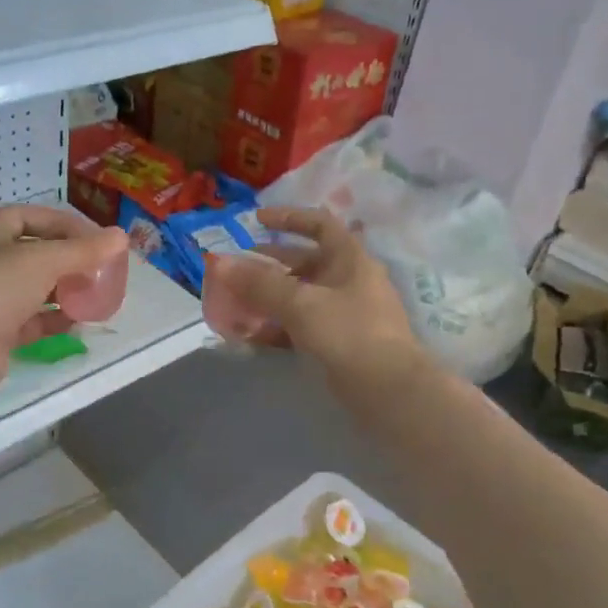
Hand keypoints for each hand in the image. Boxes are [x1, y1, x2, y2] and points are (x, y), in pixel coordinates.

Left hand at [0, 204, 127, 397]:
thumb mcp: (46, 260)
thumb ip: (84, 250)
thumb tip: (122, 236)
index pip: (30, 217)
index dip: (65, 224)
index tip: (97, 238)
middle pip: (33, 254)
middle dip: (67, 260)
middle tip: (100, 268)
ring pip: (32, 289)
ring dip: (63, 291)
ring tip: (94, 294)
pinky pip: (30, 321)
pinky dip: (53, 320)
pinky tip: (78, 322)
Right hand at [202, 206, 418, 382]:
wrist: (388, 390)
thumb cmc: (348, 333)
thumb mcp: (299, 303)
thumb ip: (259, 283)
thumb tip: (220, 263)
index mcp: (350, 259)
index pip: (319, 224)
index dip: (288, 218)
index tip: (256, 221)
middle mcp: (349, 281)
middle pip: (306, 262)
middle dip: (270, 263)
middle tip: (238, 268)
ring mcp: (345, 313)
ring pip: (301, 296)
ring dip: (269, 297)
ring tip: (237, 302)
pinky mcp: (339, 343)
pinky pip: (302, 325)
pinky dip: (278, 326)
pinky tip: (252, 335)